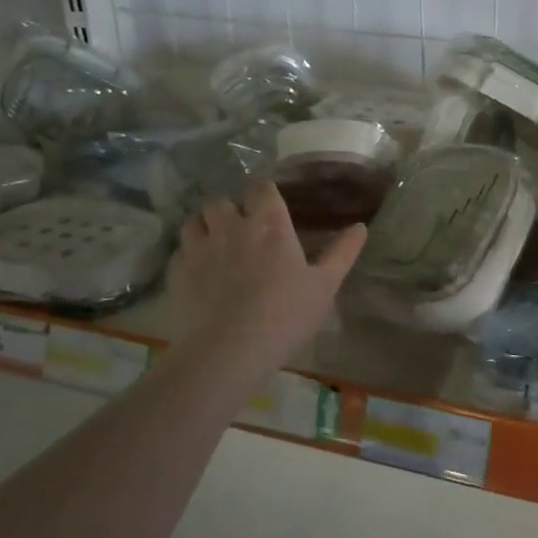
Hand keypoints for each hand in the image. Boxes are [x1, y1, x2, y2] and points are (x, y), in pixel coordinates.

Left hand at [167, 179, 365, 368]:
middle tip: (241, 227)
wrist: (229, 349)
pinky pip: (180, 251)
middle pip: (222, 200)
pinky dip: (189, 254)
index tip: (269, 206)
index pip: (261, 189)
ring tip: (215, 242)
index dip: (264, 194)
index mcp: (269, 224)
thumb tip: (361, 227)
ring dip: (205, 225)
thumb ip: (342, 253)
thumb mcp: (325, 285)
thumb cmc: (285, 314)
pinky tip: (199, 271)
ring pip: (194, 220)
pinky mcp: (177, 272)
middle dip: (230, 208)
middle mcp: (231, 226)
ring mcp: (199, 248)